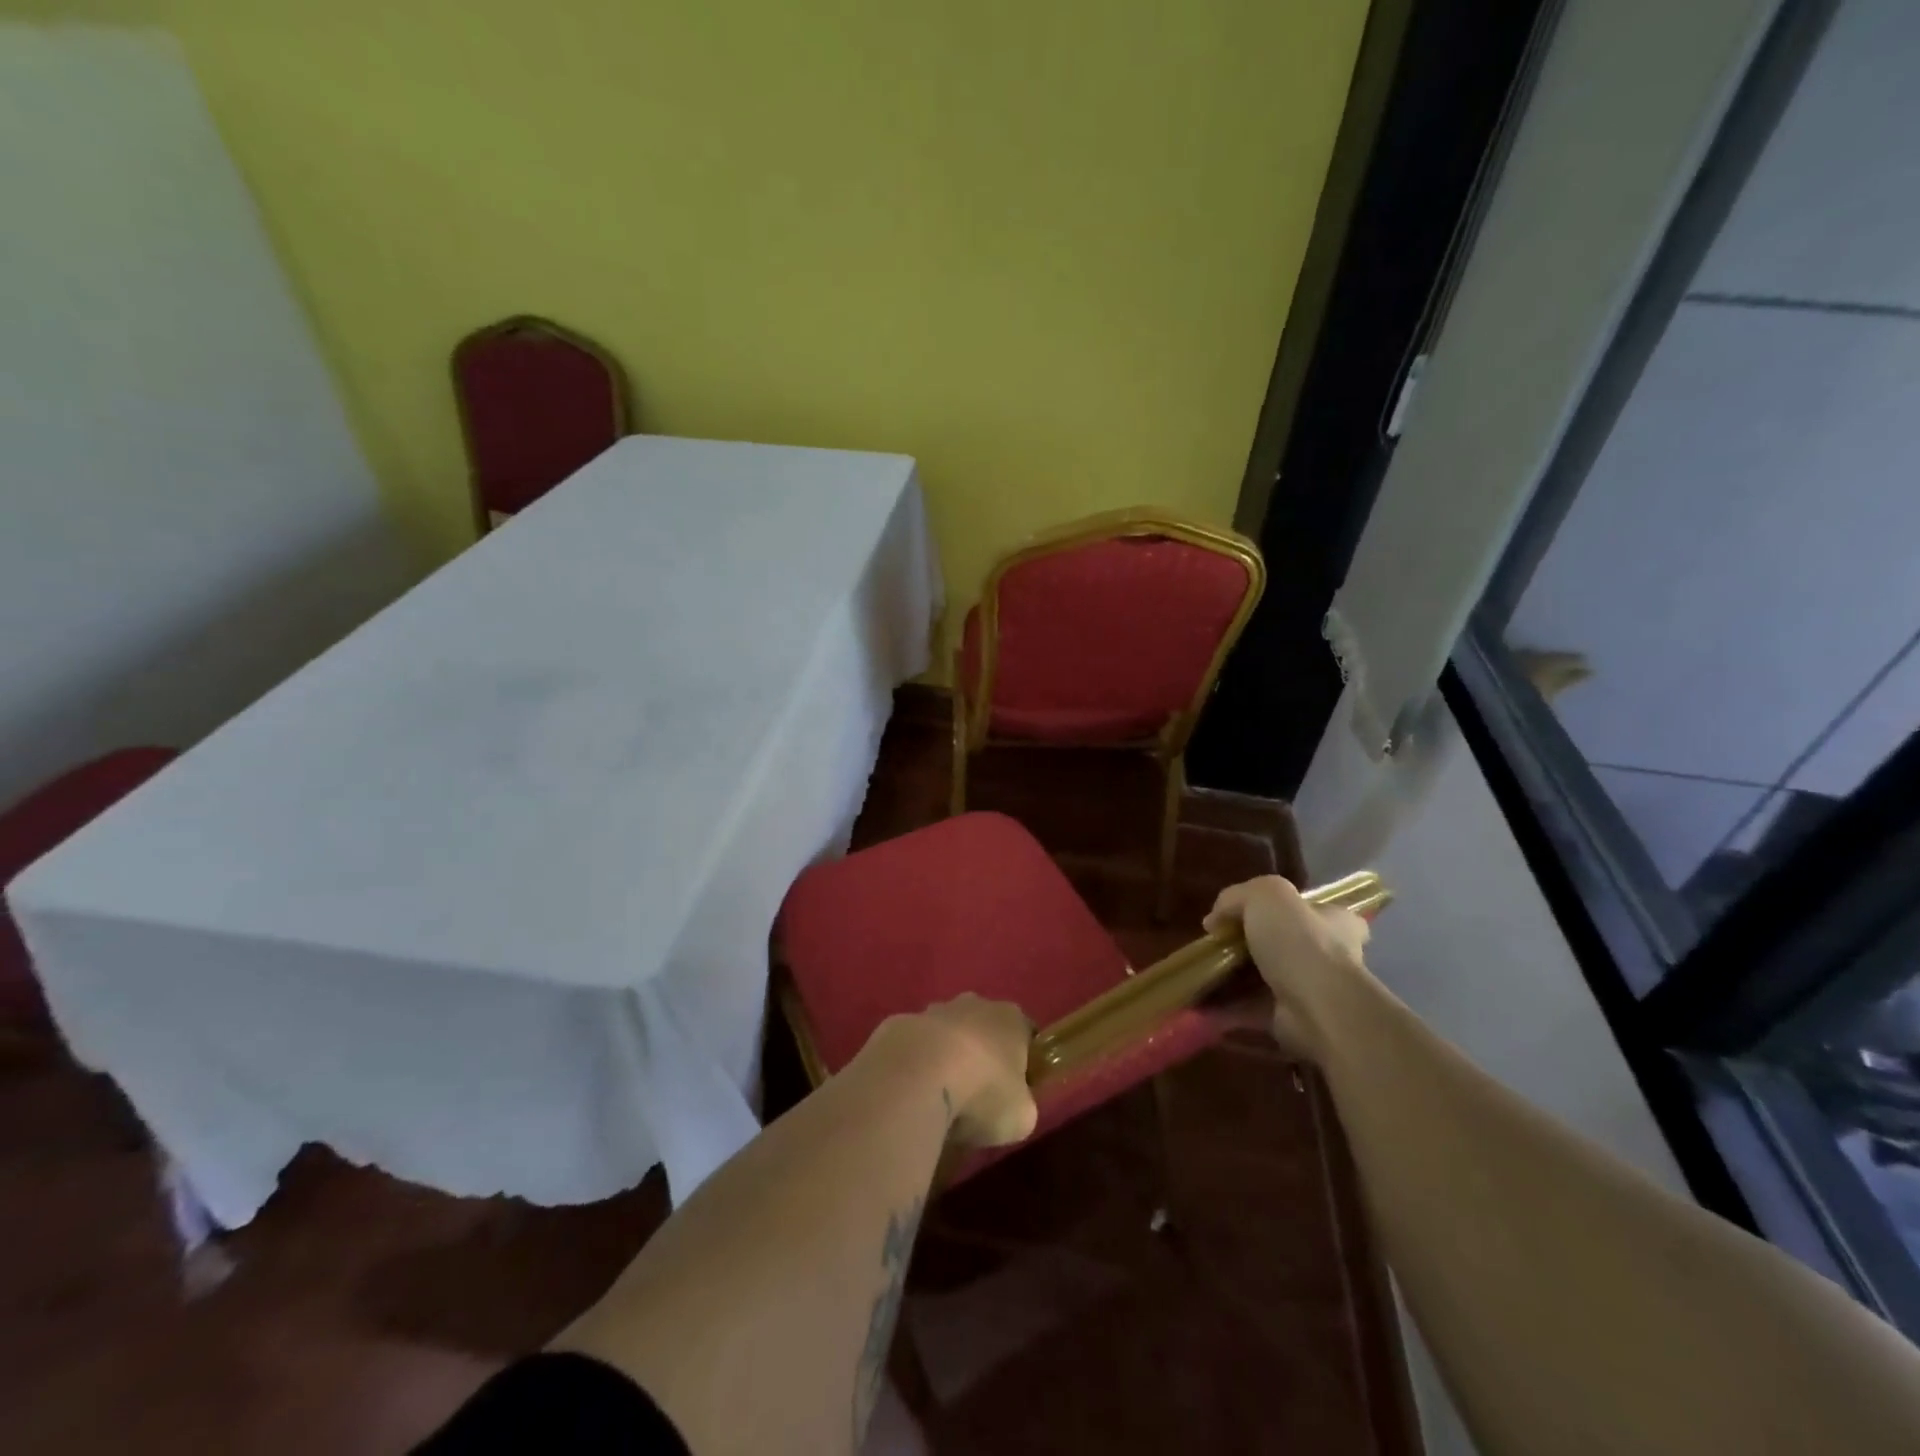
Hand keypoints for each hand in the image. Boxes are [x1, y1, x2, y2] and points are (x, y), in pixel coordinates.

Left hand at [870, 995, 1038, 1149]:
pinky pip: (912, 1048)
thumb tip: (1012, 1106)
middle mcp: (973, 1005)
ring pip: (945, 1035)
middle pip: (983, 1029)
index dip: (1023, 1063)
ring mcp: (932, 1012)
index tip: (1015, 1092)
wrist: (915, 1077)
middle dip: (981, 1057)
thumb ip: (1021, 1105)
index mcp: (1010, 1019)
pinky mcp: (897, 1025)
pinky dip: (913, 1067)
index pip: (1025, 1035)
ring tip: (938, 1100)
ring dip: (944, 1059)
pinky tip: (910, 1095)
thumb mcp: (1021, 1116)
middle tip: (976, 1098)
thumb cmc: (982, 1093)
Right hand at [1204, 876, 1373, 1062]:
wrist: (1317, 1008)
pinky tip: (1207, 997)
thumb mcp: (1265, 894)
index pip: (1315, 909)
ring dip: (1239, 975)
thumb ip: (1237, 897)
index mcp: (1336, 921)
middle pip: (1286, 942)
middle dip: (1252, 943)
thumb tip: (1215, 920)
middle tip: (1219, 942)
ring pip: (1268, 976)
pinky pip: (1255, 1006)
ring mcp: (1313, 990)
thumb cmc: (1300, 942)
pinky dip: (1232, 1003)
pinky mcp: (1294, 1019)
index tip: (1249, 915)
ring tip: (1205, 968)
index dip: (1283, 908)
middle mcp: (1331, 955)